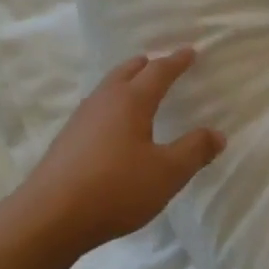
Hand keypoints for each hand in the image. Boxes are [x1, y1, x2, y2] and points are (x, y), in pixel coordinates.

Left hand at [13, 48, 225, 259]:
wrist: (51, 216)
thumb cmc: (116, 188)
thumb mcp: (166, 173)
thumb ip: (194, 151)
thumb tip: (217, 134)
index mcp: (131, 100)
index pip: (158, 71)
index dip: (176, 61)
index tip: (190, 52)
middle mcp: (104, 100)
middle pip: (127, 71)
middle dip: (147, 65)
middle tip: (161, 64)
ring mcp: (81, 118)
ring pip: (108, 88)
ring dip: (126, 82)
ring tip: (138, 90)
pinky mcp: (67, 139)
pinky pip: (96, 108)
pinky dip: (112, 104)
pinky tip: (113, 125)